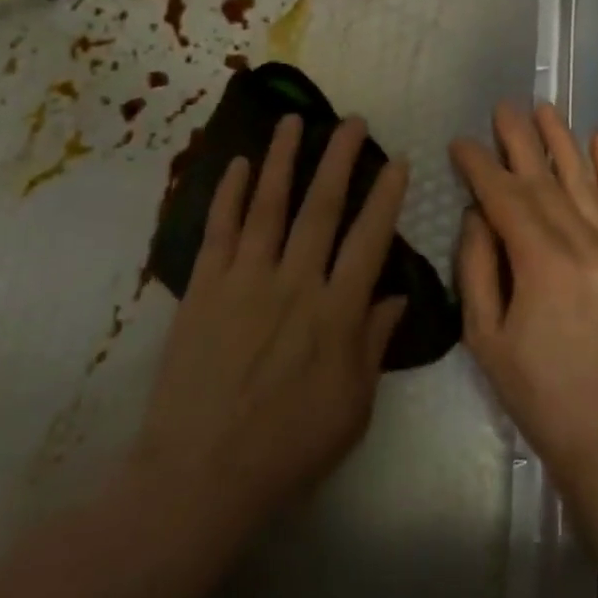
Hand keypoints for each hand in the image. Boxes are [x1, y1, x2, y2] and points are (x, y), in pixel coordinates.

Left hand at [130, 116, 408, 547]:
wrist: (200, 477)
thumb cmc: (288, 448)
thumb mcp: (353, 407)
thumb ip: (374, 344)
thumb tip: (396, 294)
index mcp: (337, 312)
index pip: (369, 238)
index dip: (385, 195)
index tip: (396, 158)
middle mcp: (295, 282)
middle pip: (321, 207)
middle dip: (339, 158)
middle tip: (352, 120)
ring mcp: (245, 280)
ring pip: (268, 205)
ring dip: (283, 159)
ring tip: (294, 121)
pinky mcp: (204, 288)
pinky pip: (218, 230)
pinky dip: (228, 194)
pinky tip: (239, 164)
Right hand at [451, 102, 597, 493]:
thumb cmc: (536, 390)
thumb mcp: (485, 336)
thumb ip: (476, 267)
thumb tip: (477, 213)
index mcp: (540, 262)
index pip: (505, 197)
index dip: (480, 166)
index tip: (461, 142)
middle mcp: (581, 243)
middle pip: (544, 178)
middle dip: (518, 140)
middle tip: (501, 107)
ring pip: (584, 180)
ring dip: (562, 141)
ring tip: (544, 108)